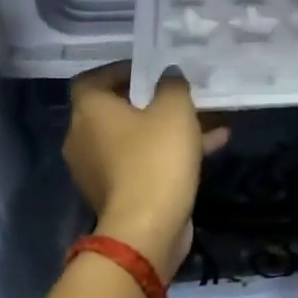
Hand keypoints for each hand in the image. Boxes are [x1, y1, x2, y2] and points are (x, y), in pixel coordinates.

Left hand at [63, 64, 228, 281]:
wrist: (148, 228)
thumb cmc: (155, 158)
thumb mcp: (174, 110)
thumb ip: (172, 86)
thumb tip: (168, 75)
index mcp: (89, 112)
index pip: (92, 80)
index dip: (119, 71)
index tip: (150, 69)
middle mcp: (84, 139)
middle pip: (115, 111)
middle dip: (151, 102)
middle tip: (180, 94)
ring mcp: (99, 170)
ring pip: (135, 139)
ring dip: (168, 129)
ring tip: (209, 120)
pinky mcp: (119, 194)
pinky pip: (143, 163)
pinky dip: (169, 154)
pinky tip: (212, 147)